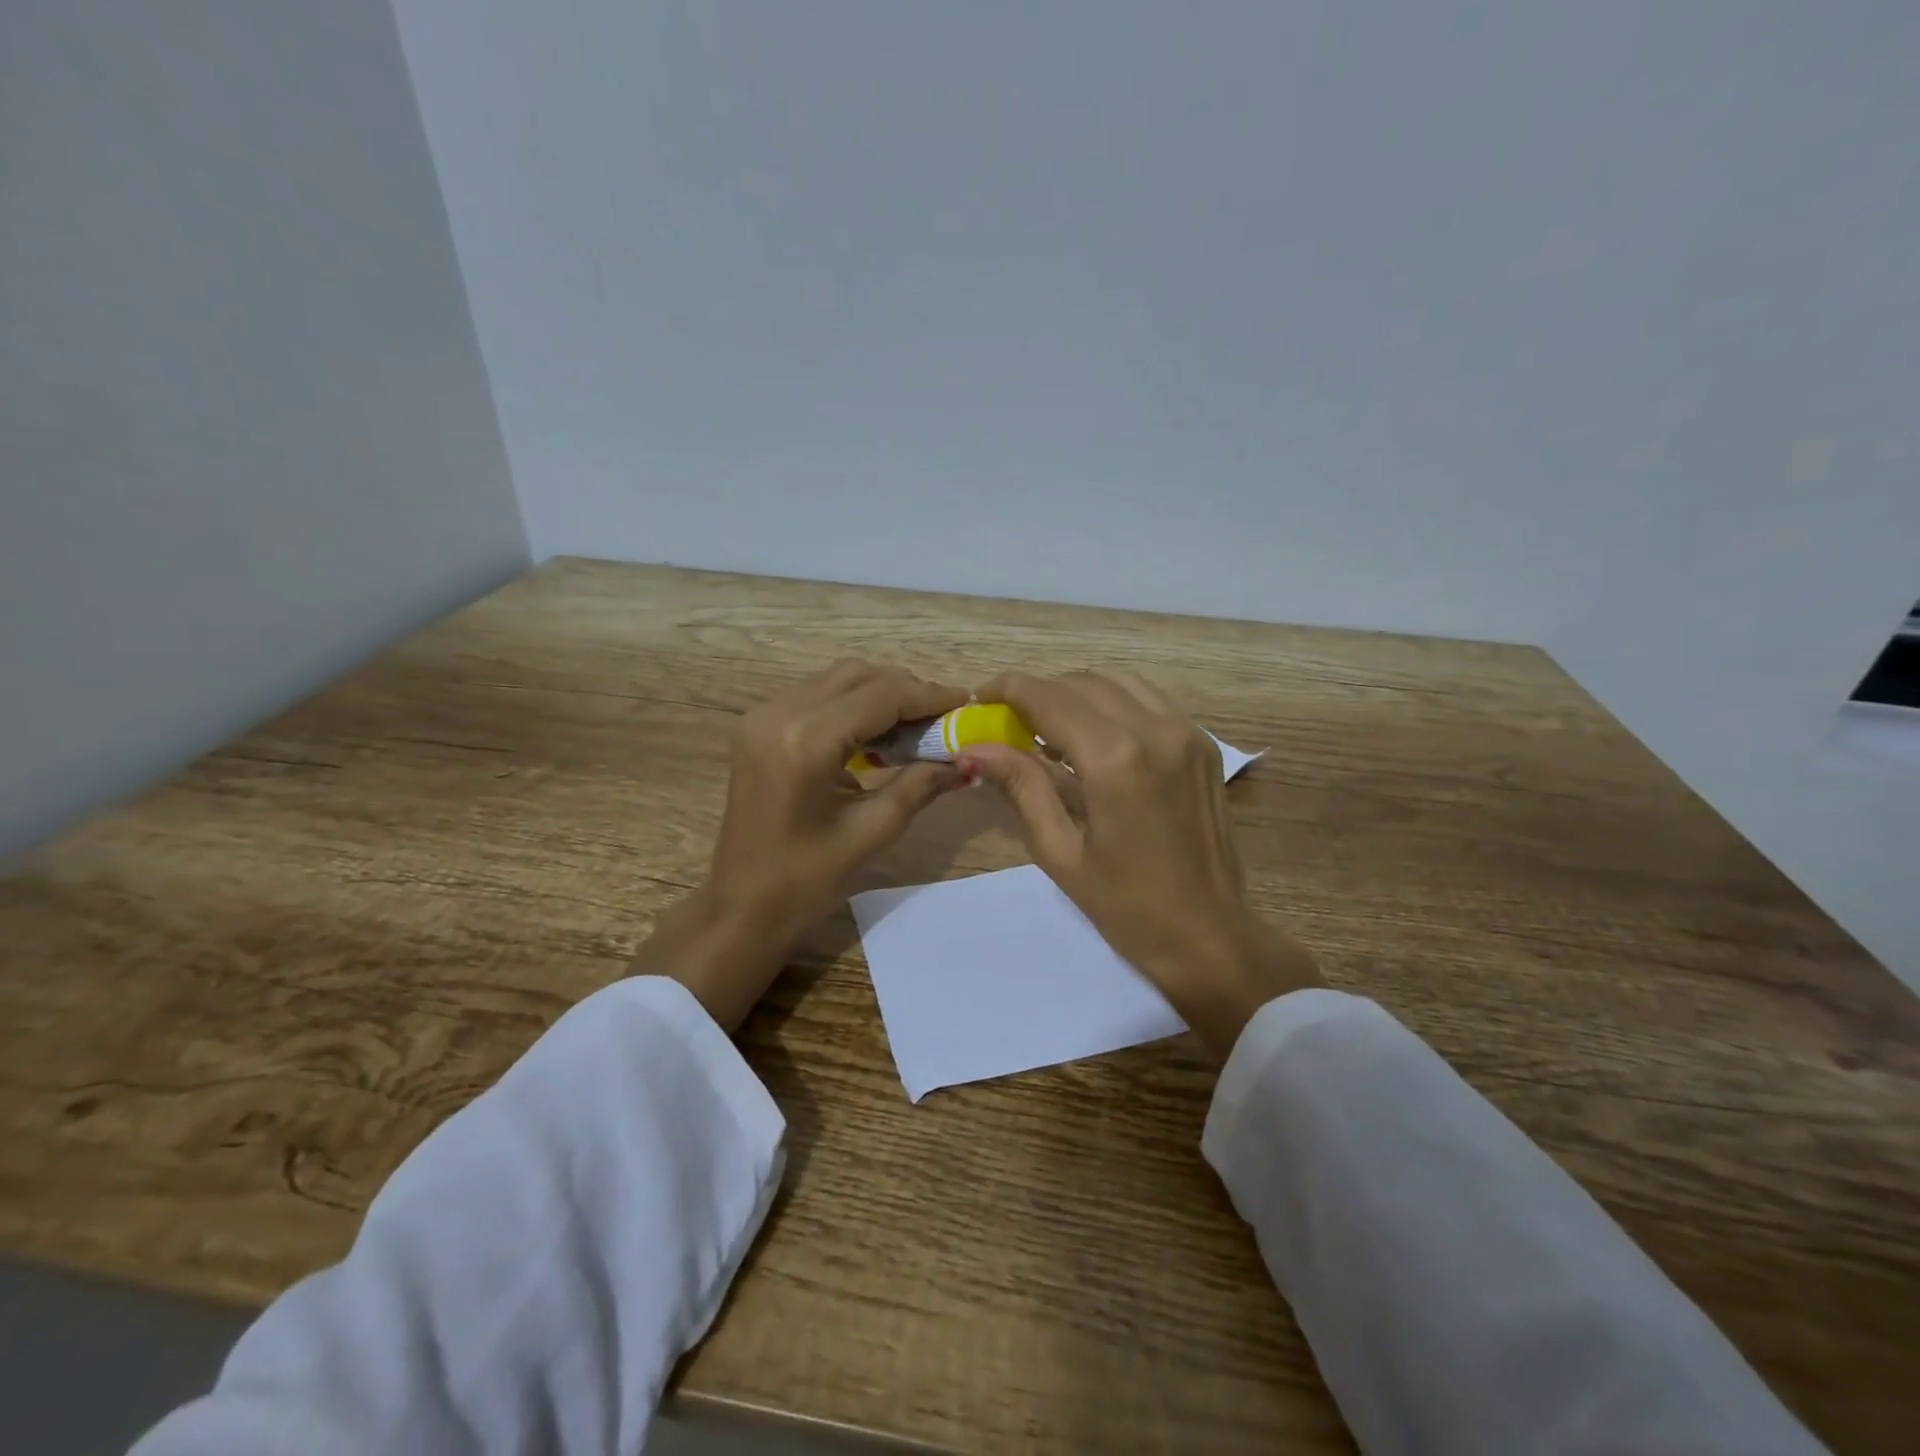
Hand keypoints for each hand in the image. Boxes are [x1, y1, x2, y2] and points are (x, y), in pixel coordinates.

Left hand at [632, 660, 968, 1029]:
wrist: (741, 907)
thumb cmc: (806, 881)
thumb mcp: (872, 832)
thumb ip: (920, 785)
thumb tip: (967, 761)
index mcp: (806, 742)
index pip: (879, 696)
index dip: (927, 695)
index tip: (964, 701)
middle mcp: (778, 714)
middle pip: (856, 675)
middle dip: (904, 689)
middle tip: (942, 717)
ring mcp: (762, 717)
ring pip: (836, 680)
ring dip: (878, 692)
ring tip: (915, 724)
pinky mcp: (757, 727)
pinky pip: (816, 696)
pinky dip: (851, 704)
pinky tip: (877, 732)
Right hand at [961, 671, 1321, 1059]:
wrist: (1209, 935)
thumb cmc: (1125, 906)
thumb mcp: (1059, 851)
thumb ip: (1020, 786)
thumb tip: (973, 748)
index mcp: (1116, 759)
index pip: (1049, 697)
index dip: (1008, 689)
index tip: (979, 697)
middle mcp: (1156, 729)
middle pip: (1081, 682)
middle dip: (1039, 693)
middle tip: (1009, 724)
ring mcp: (1187, 731)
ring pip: (1117, 682)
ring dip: (1076, 694)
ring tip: (1050, 731)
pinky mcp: (1202, 743)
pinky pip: (1147, 701)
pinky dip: (1111, 705)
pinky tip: (1094, 741)